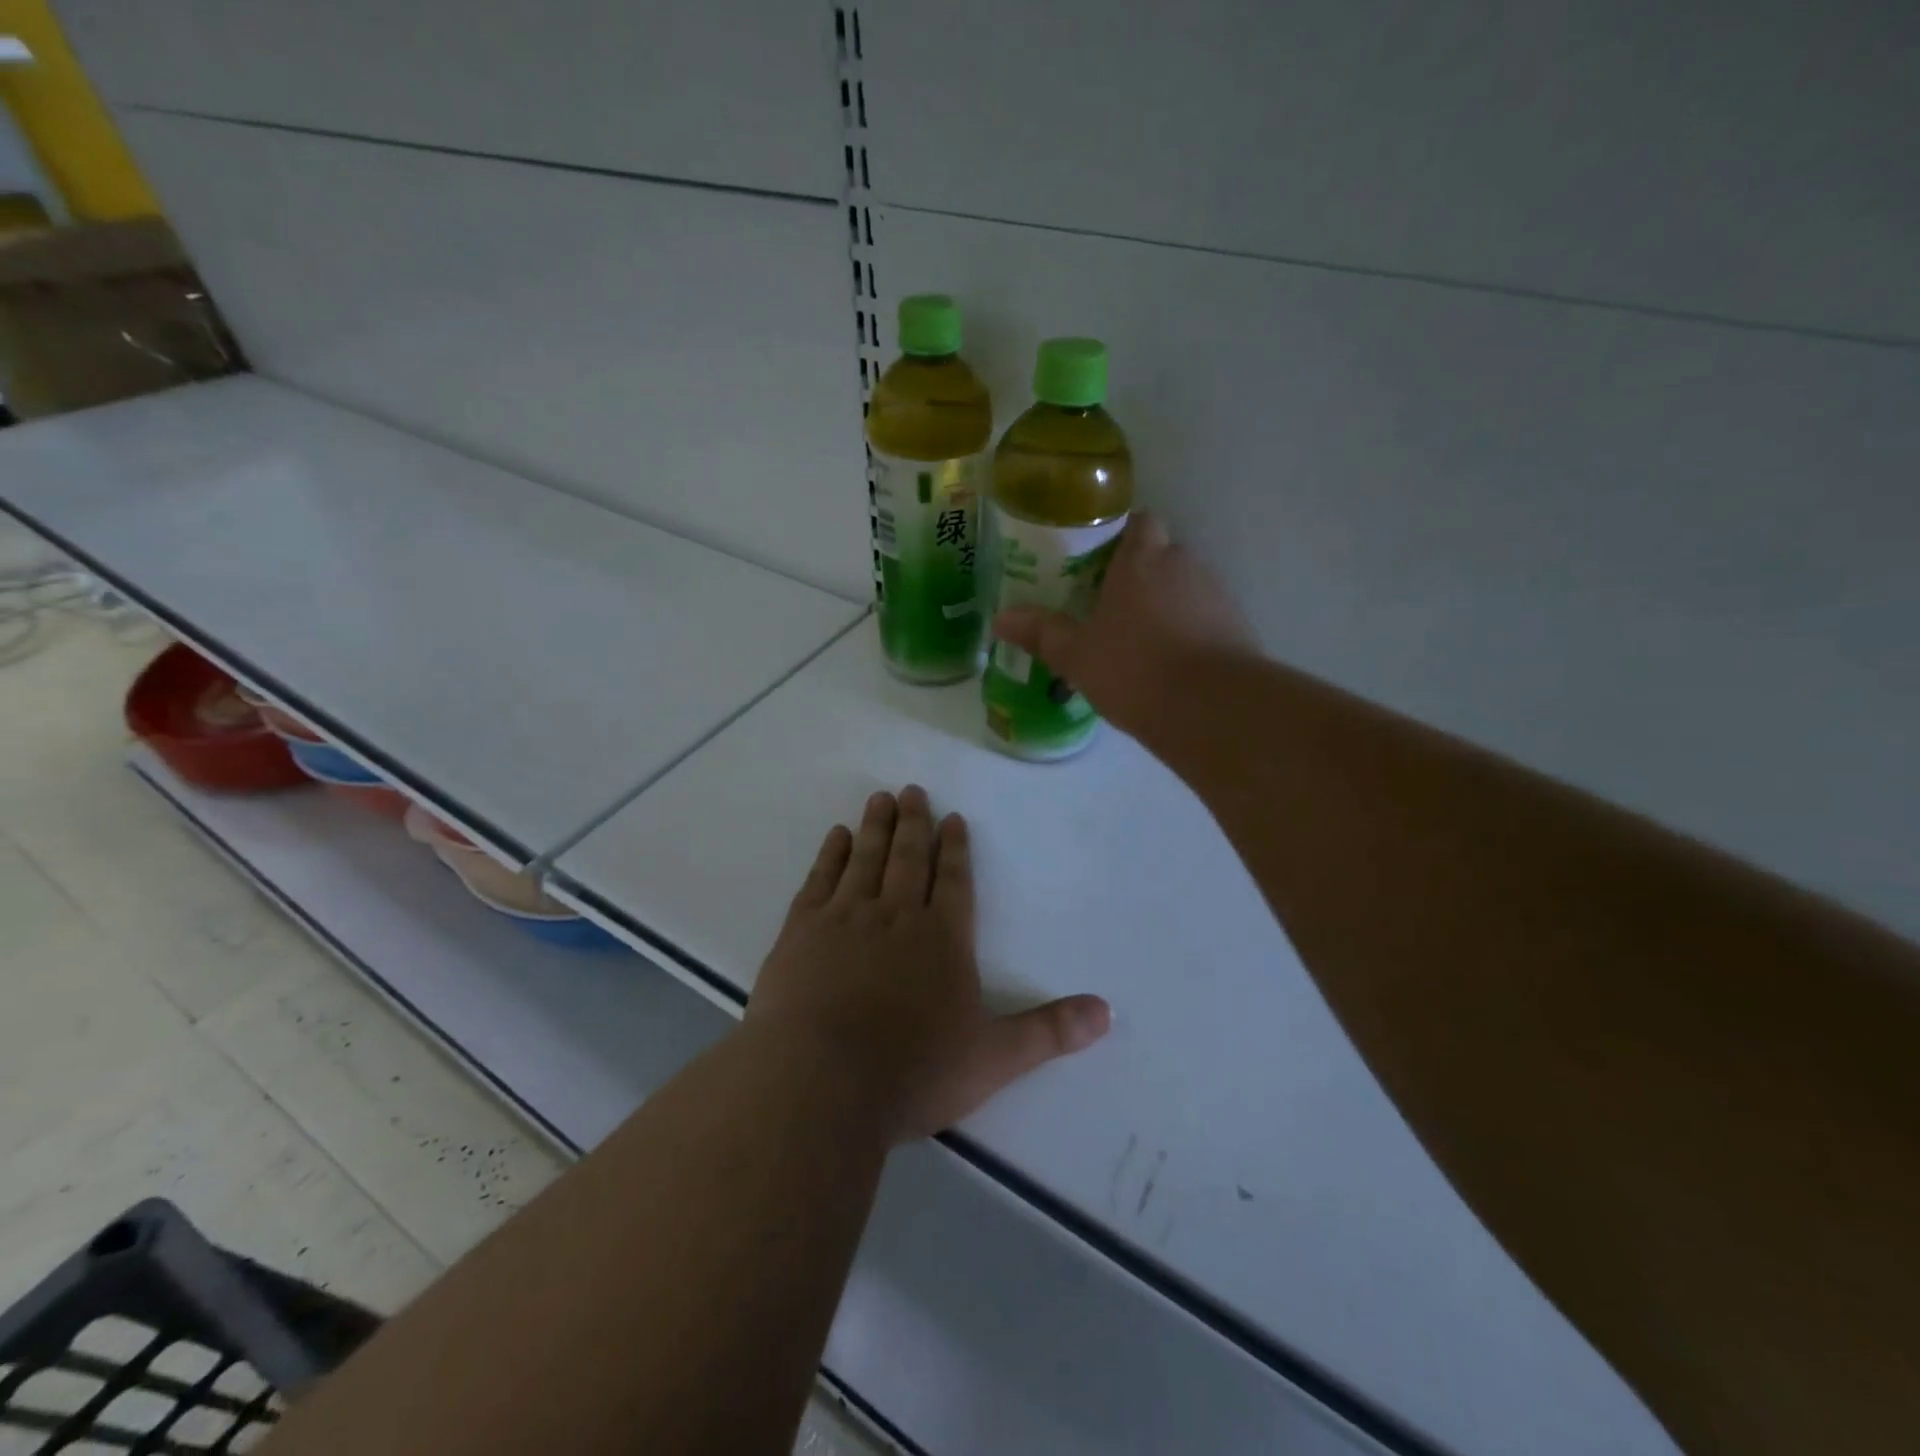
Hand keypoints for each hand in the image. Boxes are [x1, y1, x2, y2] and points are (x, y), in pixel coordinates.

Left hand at [747, 786, 1111, 1142]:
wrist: (820, 1082)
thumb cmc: (913, 1071)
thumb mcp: (994, 1058)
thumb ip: (1049, 1031)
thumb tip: (1107, 1012)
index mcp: (943, 938)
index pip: (955, 881)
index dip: (956, 849)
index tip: (952, 818)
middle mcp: (896, 916)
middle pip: (908, 859)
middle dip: (914, 824)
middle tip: (912, 791)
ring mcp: (846, 918)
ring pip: (866, 859)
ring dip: (876, 827)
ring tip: (880, 798)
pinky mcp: (802, 931)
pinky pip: (820, 880)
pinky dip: (831, 855)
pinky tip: (837, 836)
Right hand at [992, 511, 1256, 744]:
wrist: (1212, 709)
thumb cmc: (1135, 669)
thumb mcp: (1076, 655)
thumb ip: (1041, 633)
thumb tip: (1000, 619)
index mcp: (1143, 560)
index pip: (1140, 522)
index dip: (1121, 536)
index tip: (1099, 560)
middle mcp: (1185, 565)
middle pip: (1162, 555)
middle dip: (1139, 575)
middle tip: (1108, 606)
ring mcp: (1217, 595)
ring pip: (1185, 587)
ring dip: (1165, 605)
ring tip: (1138, 641)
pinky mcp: (1238, 627)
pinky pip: (1205, 618)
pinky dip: (1189, 631)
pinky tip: (1170, 664)